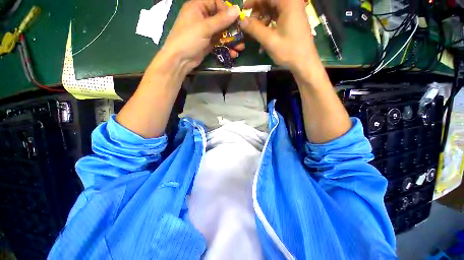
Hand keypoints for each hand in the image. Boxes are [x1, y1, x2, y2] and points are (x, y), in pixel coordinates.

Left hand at [161, 0, 244, 74]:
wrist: (180, 60)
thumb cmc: (188, 39)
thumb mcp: (204, 28)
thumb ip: (221, 20)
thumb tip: (237, 10)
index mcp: (198, 7)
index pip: (216, 3)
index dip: (227, 10)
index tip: (237, 19)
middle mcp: (202, 18)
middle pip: (221, 19)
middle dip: (232, 29)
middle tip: (242, 36)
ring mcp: (206, 32)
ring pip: (222, 33)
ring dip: (231, 40)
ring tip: (240, 48)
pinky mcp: (208, 44)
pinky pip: (220, 43)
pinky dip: (226, 48)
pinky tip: (233, 53)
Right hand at [239, 0, 316, 75]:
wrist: (304, 62)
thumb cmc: (288, 51)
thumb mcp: (269, 40)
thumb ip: (254, 29)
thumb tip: (241, 21)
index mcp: (288, 3)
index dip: (254, 1)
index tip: (244, 9)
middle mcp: (292, 3)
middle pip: (270, 1)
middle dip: (258, 10)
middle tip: (249, 23)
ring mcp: (293, 11)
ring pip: (273, 8)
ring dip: (263, 18)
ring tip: (256, 32)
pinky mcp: (293, 19)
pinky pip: (278, 16)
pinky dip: (269, 23)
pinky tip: (264, 35)